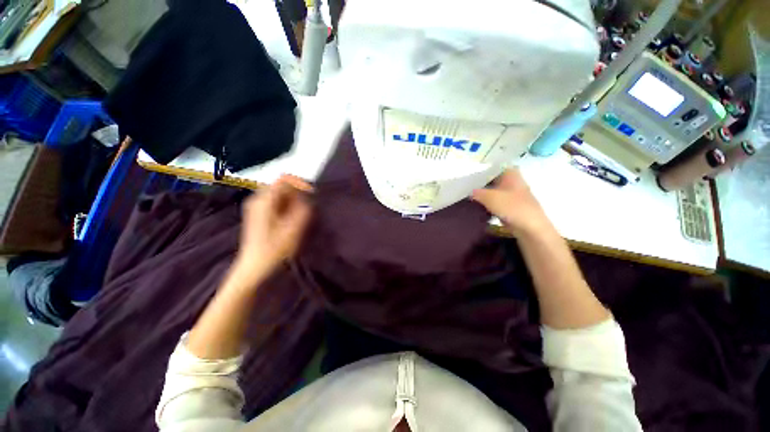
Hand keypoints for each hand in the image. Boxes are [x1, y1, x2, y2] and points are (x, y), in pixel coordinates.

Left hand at [231, 174, 312, 283]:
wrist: (255, 268)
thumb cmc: (275, 249)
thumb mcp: (294, 228)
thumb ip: (303, 209)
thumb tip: (308, 197)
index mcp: (264, 200)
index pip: (284, 179)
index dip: (300, 183)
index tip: (313, 193)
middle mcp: (258, 199)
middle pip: (282, 186)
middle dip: (298, 193)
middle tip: (309, 206)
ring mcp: (256, 207)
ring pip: (280, 195)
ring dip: (294, 201)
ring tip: (303, 213)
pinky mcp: (259, 215)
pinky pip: (276, 203)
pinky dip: (288, 206)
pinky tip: (293, 219)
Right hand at [472, 168, 551, 236]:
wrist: (530, 228)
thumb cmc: (513, 207)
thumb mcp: (490, 197)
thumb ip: (477, 192)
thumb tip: (469, 191)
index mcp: (511, 174)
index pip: (494, 165)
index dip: (481, 167)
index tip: (468, 171)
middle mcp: (512, 181)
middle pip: (492, 178)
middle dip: (480, 181)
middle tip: (464, 184)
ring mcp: (512, 195)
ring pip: (493, 190)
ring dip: (482, 193)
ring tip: (467, 194)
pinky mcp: (510, 207)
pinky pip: (494, 201)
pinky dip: (486, 203)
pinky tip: (476, 206)